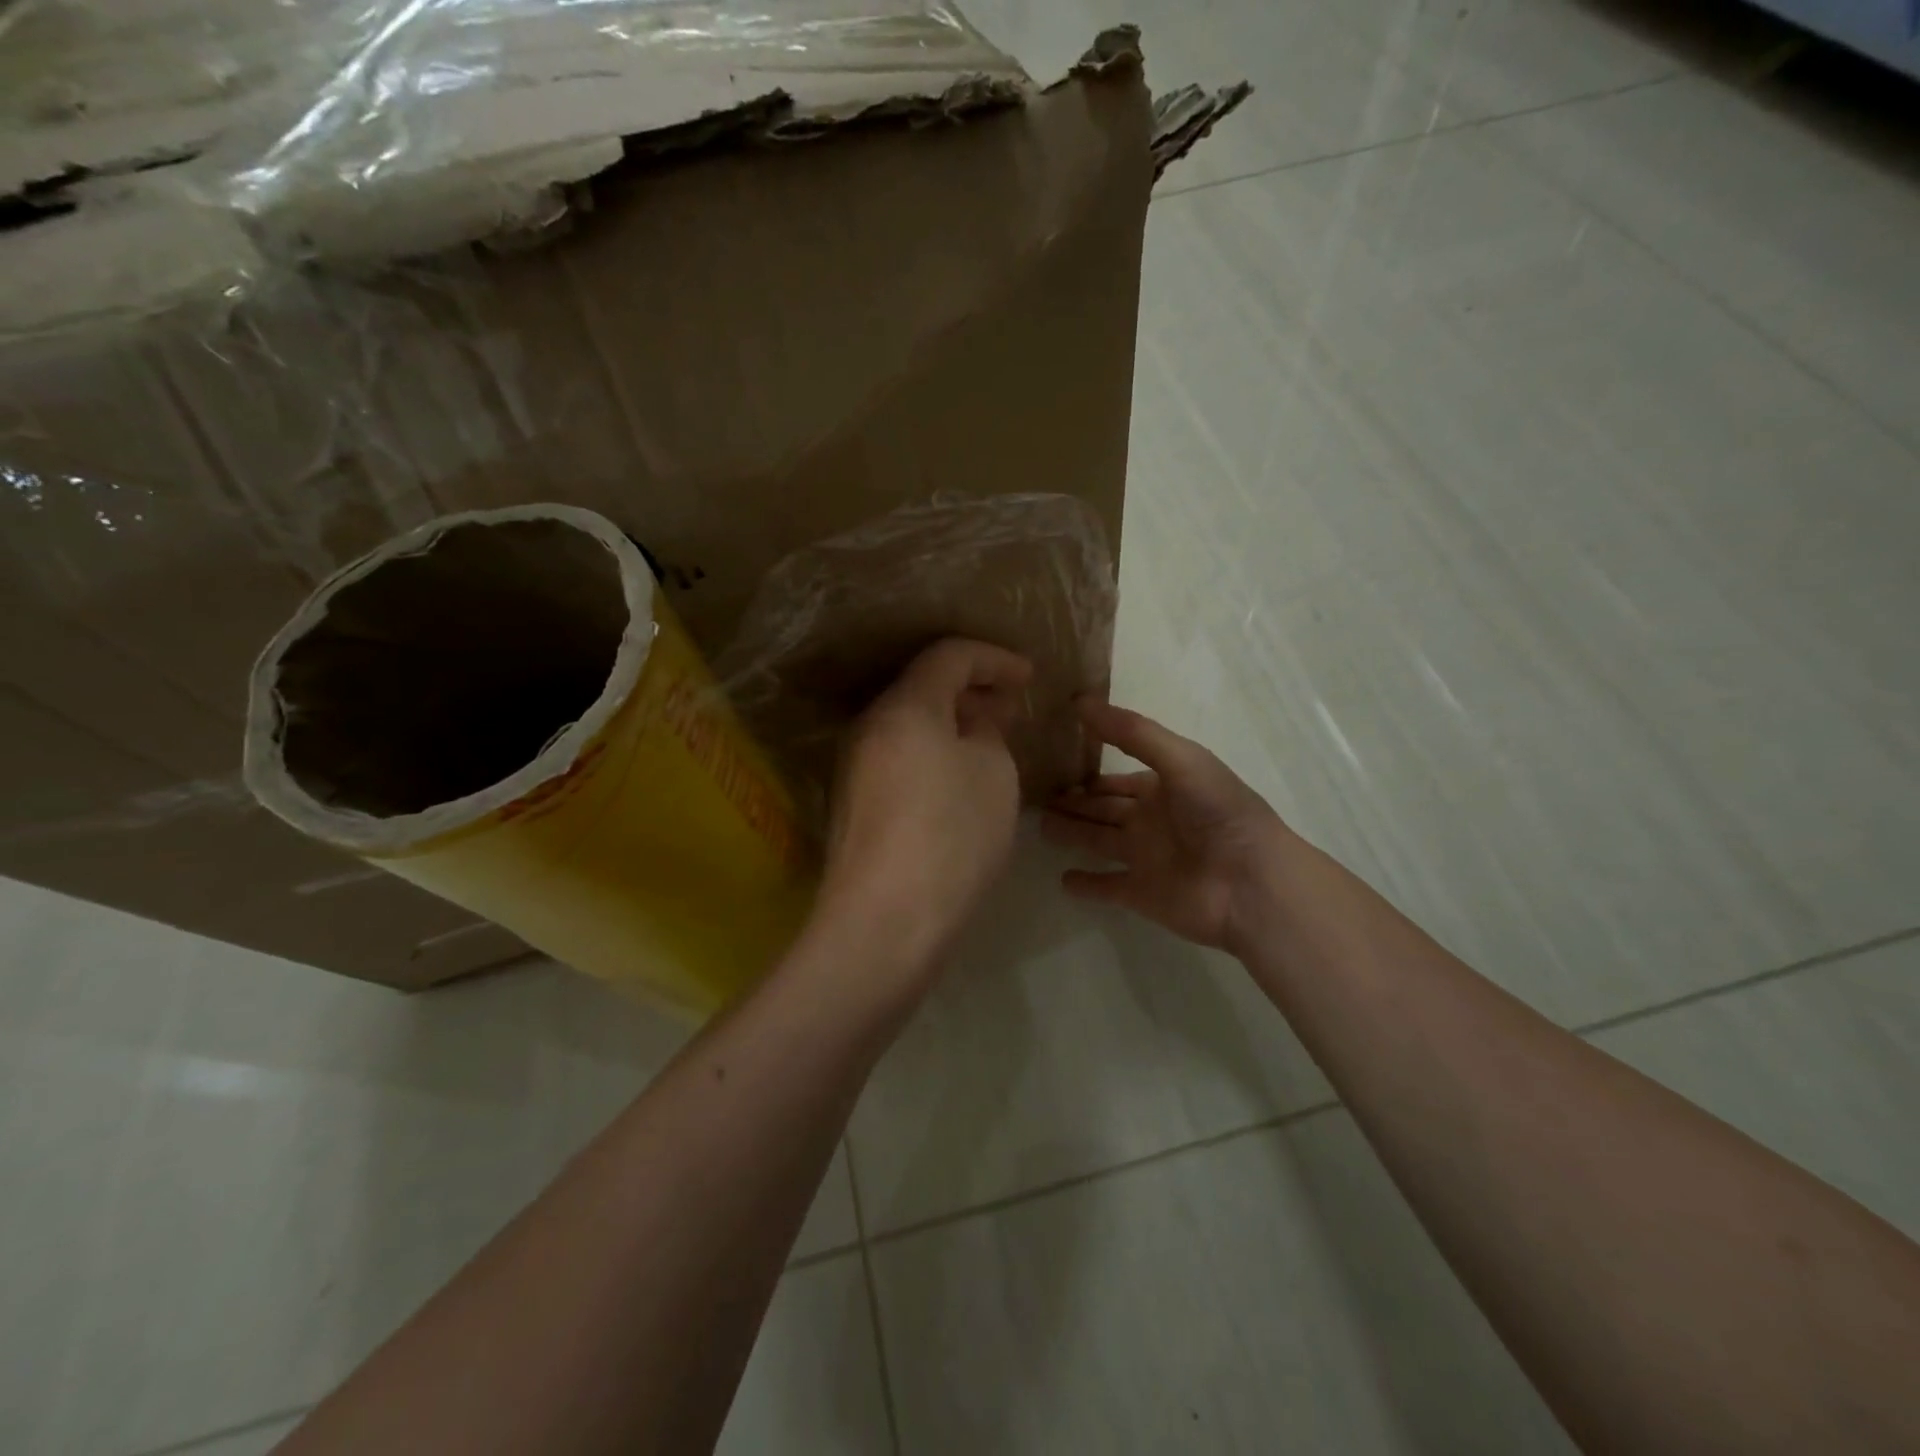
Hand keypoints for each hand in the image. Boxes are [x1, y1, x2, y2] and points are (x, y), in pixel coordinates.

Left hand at [817, 638, 1032, 972]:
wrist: (886, 920)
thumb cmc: (952, 834)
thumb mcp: (993, 773)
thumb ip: (987, 732)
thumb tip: (973, 722)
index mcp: (905, 706)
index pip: (949, 655)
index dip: (994, 658)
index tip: (1028, 677)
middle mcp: (870, 726)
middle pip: (923, 687)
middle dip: (972, 690)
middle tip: (1011, 709)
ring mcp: (854, 766)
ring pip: (909, 725)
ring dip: (951, 725)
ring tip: (990, 744)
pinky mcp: (854, 803)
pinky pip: (899, 757)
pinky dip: (932, 754)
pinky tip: (958, 780)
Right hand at [1043, 700, 1287, 951]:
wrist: (1251, 882)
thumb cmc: (1218, 812)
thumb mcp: (1179, 759)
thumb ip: (1132, 733)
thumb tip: (1079, 701)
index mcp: (1163, 787)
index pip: (1116, 778)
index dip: (1089, 771)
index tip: (1053, 762)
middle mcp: (1151, 821)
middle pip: (1103, 809)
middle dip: (1074, 802)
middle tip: (1034, 795)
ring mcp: (1145, 859)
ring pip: (1098, 843)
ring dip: (1072, 834)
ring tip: (1039, 826)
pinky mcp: (1140, 894)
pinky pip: (1107, 887)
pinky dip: (1086, 884)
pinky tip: (1062, 879)